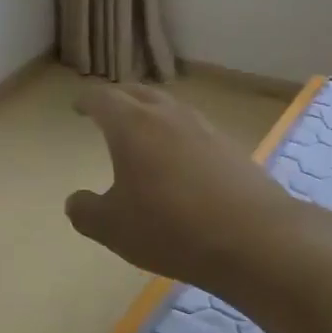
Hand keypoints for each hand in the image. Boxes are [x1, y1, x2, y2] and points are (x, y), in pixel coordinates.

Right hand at [65, 84, 307, 290]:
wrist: (255, 239)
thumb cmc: (171, 229)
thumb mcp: (113, 228)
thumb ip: (86, 212)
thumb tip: (76, 201)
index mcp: (132, 126)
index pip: (103, 98)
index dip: (86, 101)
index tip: (77, 106)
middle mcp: (168, 116)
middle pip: (137, 93)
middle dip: (118, 98)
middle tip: (106, 109)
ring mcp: (204, 128)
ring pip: (169, 107)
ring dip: (150, 111)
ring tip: (142, 129)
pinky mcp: (231, 147)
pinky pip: (194, 128)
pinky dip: (177, 133)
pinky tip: (179, 157)